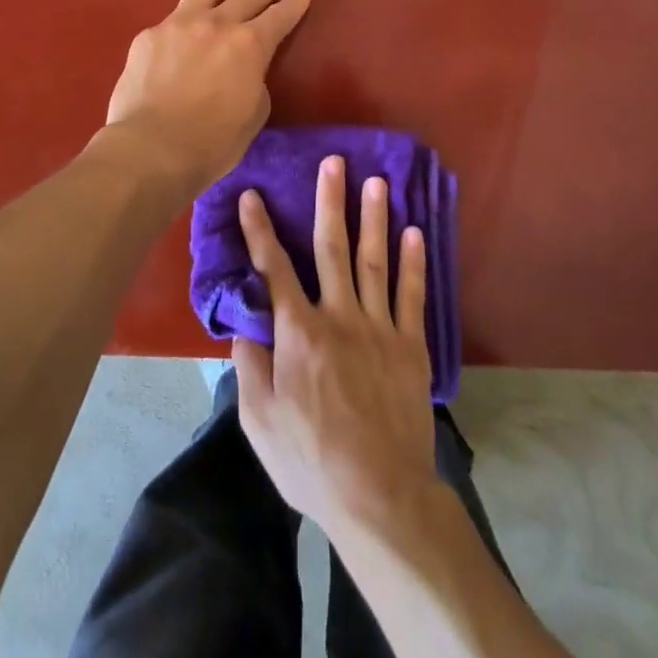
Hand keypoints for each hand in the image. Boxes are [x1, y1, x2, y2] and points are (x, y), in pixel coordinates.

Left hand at [104, 0, 312, 192]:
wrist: (150, 148)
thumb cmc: (211, 143)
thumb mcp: (253, 114)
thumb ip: (254, 81)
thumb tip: (244, 70)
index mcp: (249, 46)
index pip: (279, 17)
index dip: (294, 2)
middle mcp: (216, 25)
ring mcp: (178, 25)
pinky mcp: (149, 36)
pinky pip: (174, 16)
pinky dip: (189, 12)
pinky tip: (188, 18)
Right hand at [233, 155, 437, 536]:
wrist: (379, 496)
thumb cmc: (310, 460)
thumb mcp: (260, 420)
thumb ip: (249, 364)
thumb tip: (242, 322)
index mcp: (298, 332)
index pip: (273, 269)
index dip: (259, 230)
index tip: (252, 195)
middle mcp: (339, 316)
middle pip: (332, 247)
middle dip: (330, 201)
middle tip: (334, 162)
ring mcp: (378, 328)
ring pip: (374, 261)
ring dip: (374, 218)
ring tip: (377, 181)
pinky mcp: (410, 346)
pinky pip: (411, 295)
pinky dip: (413, 262)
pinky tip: (414, 232)